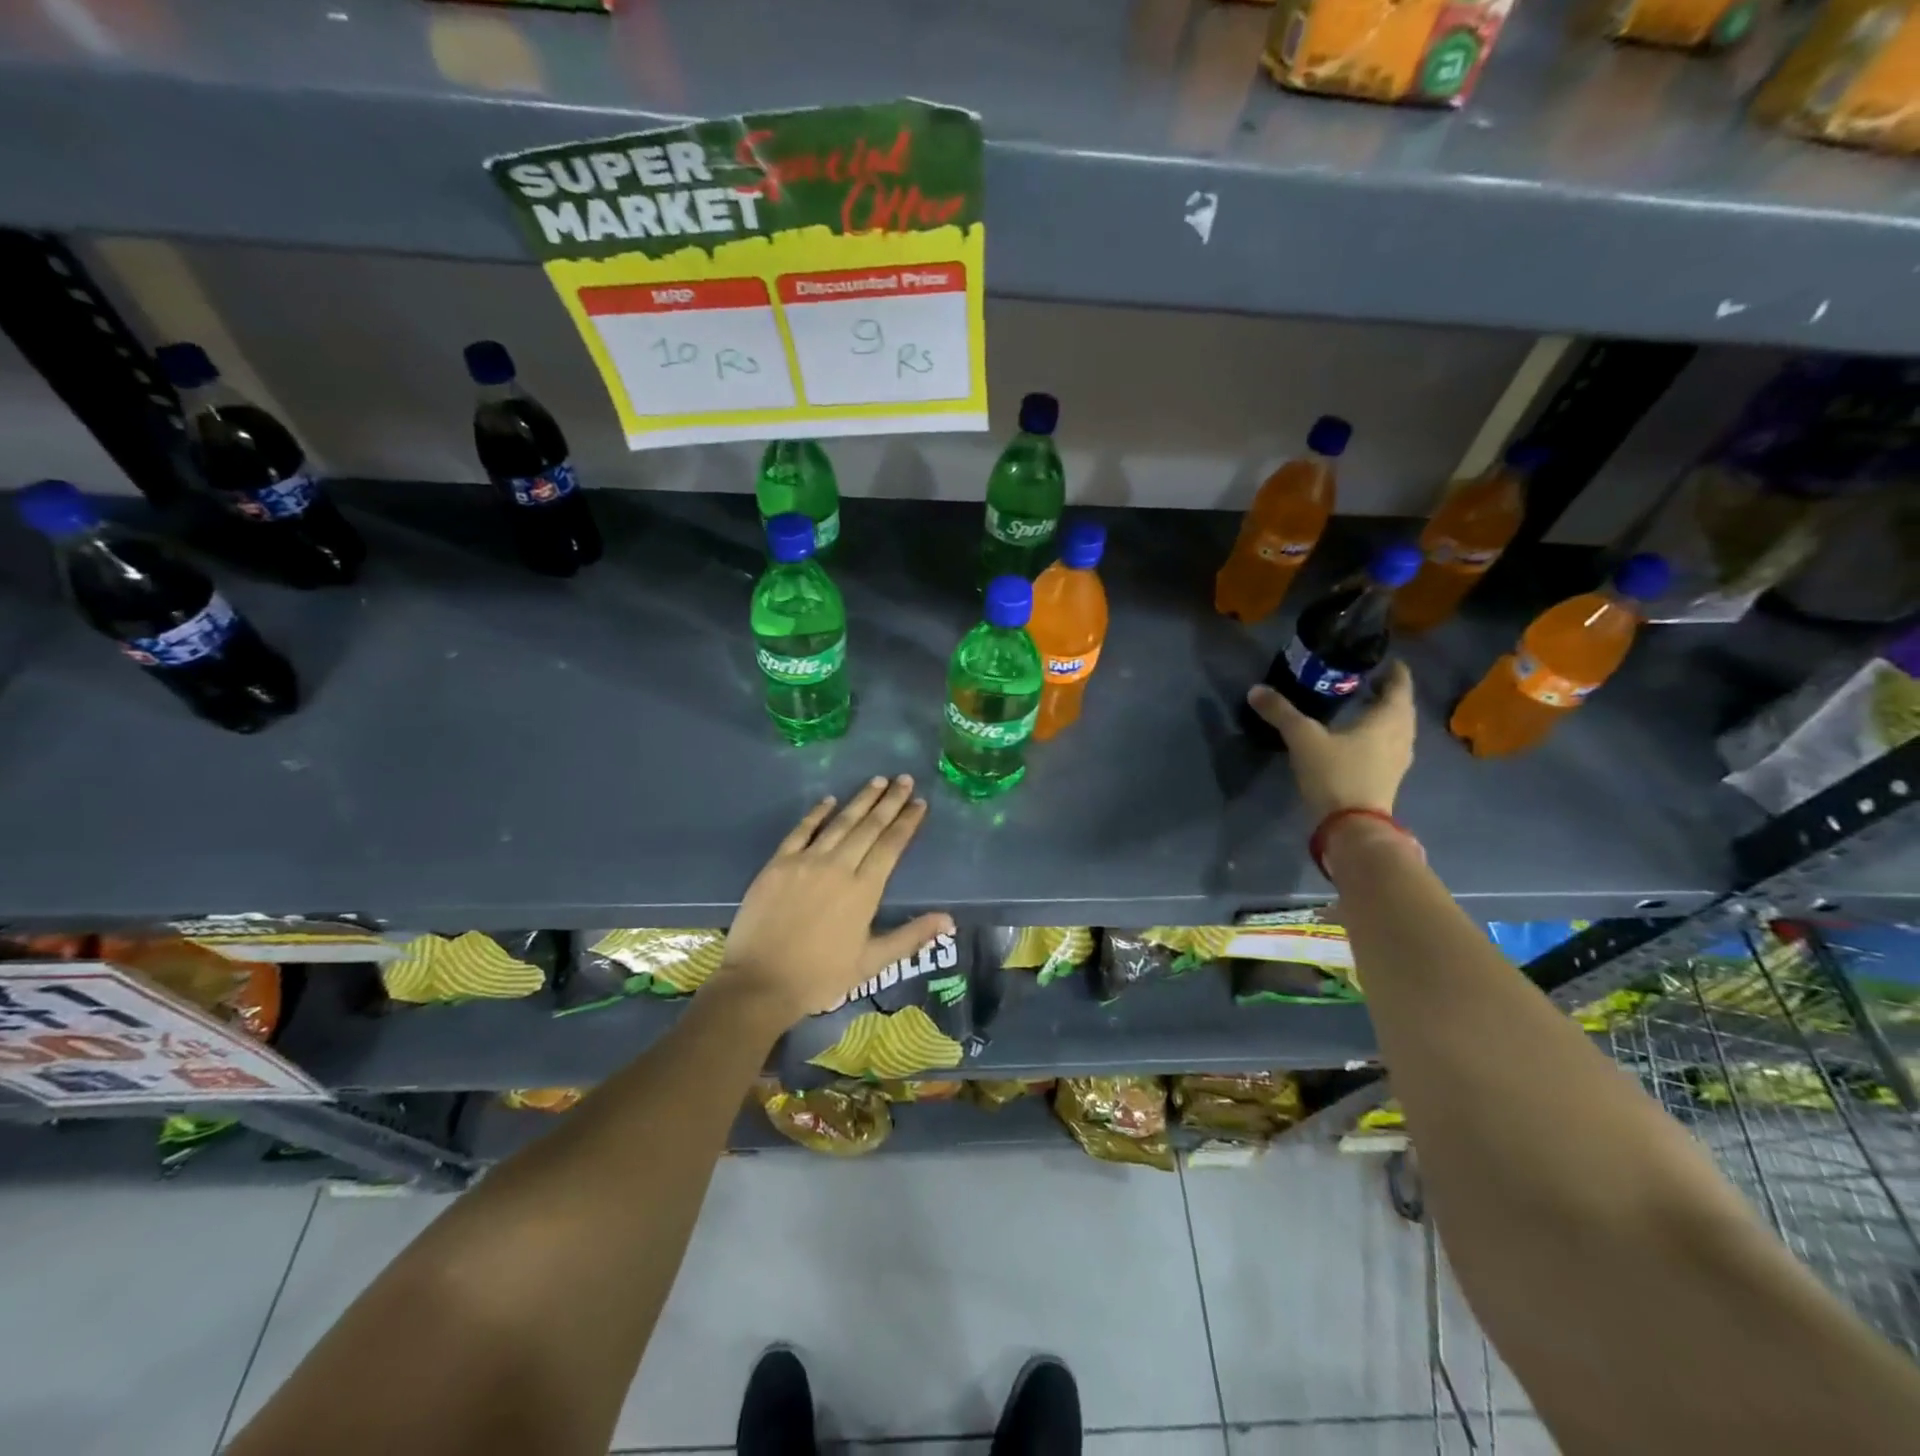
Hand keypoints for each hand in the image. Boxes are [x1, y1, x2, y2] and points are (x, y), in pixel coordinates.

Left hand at [711, 775, 952, 1027]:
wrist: (760, 983)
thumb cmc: (820, 976)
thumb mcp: (872, 962)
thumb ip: (911, 936)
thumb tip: (949, 920)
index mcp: (864, 890)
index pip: (891, 846)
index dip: (907, 822)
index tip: (919, 802)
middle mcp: (838, 867)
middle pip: (869, 826)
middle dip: (889, 801)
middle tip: (904, 778)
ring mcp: (806, 862)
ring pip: (840, 822)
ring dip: (860, 800)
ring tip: (877, 780)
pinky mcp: (778, 864)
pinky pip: (802, 831)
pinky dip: (817, 813)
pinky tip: (829, 800)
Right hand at [1246, 660, 1416, 821]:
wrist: (1352, 826)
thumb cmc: (1335, 773)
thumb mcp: (1303, 738)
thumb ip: (1281, 712)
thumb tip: (1256, 689)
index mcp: (1388, 717)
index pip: (1400, 684)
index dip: (1393, 670)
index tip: (1381, 659)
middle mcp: (1401, 734)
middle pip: (1401, 706)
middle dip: (1386, 692)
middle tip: (1365, 680)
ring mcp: (1398, 758)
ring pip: (1397, 727)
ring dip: (1384, 714)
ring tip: (1361, 706)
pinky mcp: (1389, 777)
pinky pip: (1389, 745)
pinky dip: (1379, 734)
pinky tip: (1358, 738)